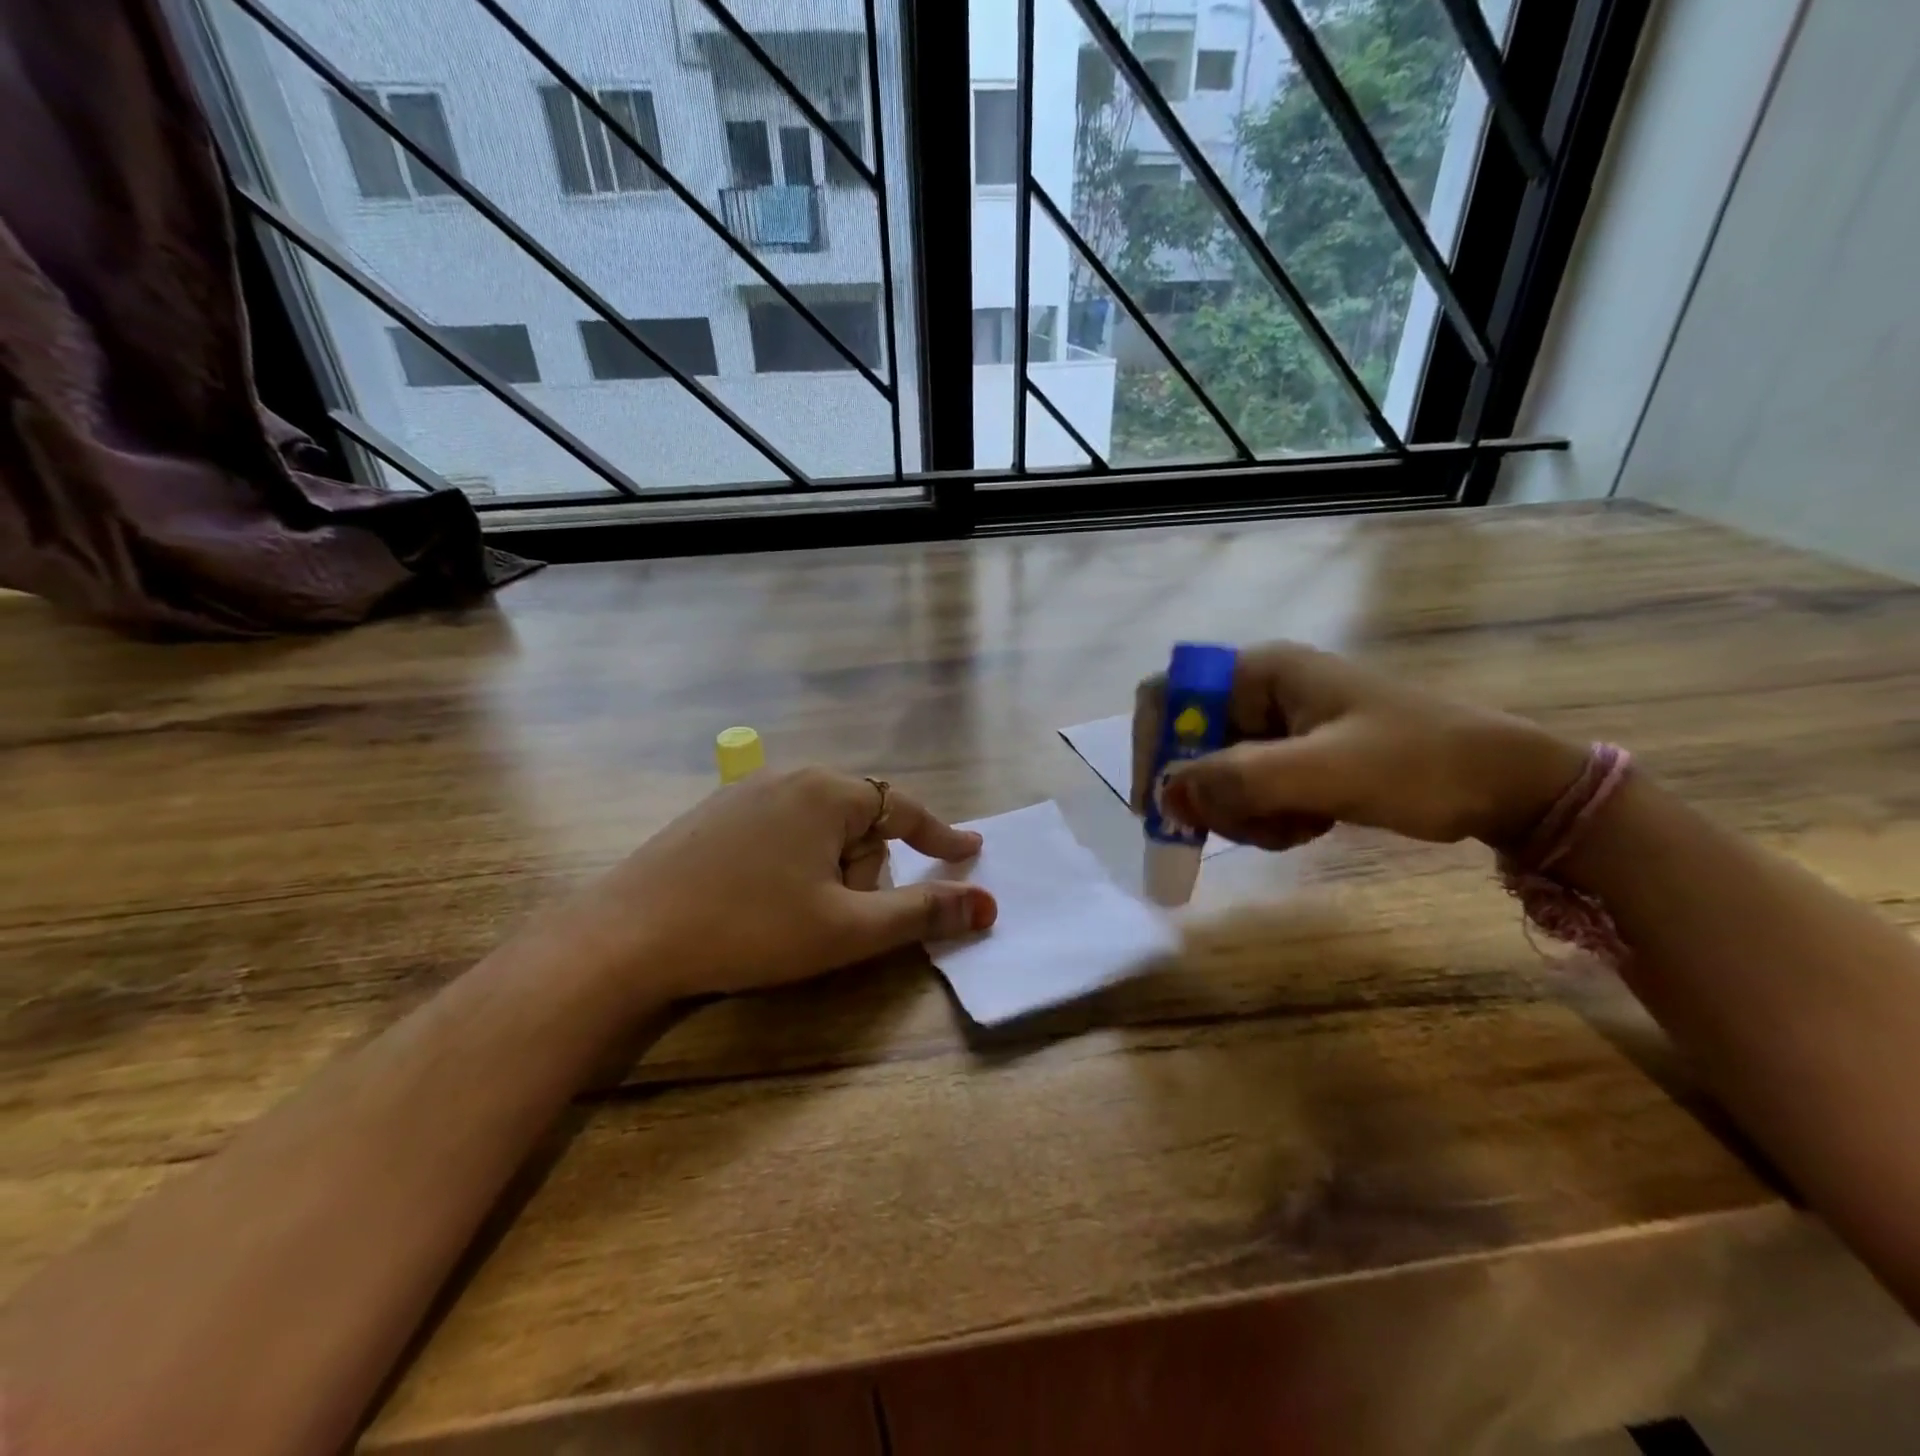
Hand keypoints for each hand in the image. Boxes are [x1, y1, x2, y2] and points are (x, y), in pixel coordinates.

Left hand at [558, 768, 996, 1001]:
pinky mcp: (714, 815)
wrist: (626, 937)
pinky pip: (779, 833)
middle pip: (859, 823)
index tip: (969, 851)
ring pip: (818, 831)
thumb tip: (987, 904)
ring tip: (790, 916)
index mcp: (827, 792)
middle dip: (862, 872)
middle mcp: (790, 776)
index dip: (941, 836)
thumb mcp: (847, 929)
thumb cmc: (750, 928)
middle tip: (833, 919)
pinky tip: (758, 900)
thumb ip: (921, 913)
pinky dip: (791, 865)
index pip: (905, 809)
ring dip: (826, 873)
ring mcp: (746, 792)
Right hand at [1131, 642, 1585, 851]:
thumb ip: (1240, 780)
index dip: (1153, 744)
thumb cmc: (1419, 763)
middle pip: (1191, 743)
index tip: (1161, 804)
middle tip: (1241, 829)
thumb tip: (1166, 795)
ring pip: (1218, 776)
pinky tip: (1308, 827)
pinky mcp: (1296, 759)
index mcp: (1262, 672)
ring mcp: (1279, 728)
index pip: (1169, 694)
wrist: (1507, 786)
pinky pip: (1250, 792)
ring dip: (1241, 814)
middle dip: (1210, 793)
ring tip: (1293, 829)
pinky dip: (1265, 819)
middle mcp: (1261, 693)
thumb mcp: (1326, 772)